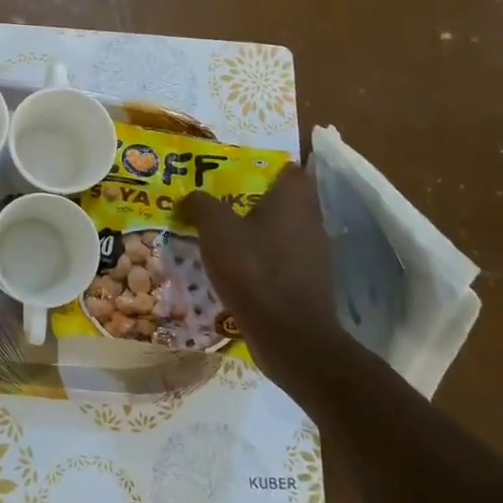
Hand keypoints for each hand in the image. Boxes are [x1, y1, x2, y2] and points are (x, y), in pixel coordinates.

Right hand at [179, 162, 342, 387]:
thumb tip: (189, 198)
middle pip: (287, 201)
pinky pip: (283, 261)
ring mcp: (313, 256)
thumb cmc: (254, 270)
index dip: (269, 167)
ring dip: (260, 233)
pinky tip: (238, 270)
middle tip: (223, 202)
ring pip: (284, 232)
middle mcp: (310, 222)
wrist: (288, 335)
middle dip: (258, 200)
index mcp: (293, 201)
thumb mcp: (216, 229)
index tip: (240, 170)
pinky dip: (264, 261)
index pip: (291, 170)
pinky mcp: (308, 284)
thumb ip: (201, 205)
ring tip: (225, 237)